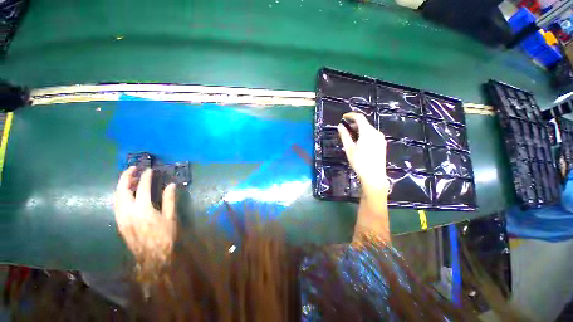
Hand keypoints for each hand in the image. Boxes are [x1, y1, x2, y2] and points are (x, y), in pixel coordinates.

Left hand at [114, 167, 176, 269]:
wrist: (154, 260)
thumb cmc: (164, 240)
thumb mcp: (170, 221)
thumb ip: (169, 201)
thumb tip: (171, 185)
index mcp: (143, 208)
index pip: (142, 186)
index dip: (146, 176)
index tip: (149, 170)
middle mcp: (128, 210)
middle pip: (123, 187)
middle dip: (127, 175)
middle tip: (133, 169)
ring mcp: (122, 217)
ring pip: (117, 196)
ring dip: (121, 185)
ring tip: (128, 180)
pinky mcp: (120, 224)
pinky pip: (116, 205)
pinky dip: (119, 196)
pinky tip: (124, 196)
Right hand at [337, 112, 388, 195]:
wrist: (374, 177)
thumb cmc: (360, 163)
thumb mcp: (349, 149)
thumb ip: (344, 135)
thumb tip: (340, 126)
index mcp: (368, 131)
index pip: (359, 117)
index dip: (351, 115)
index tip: (343, 117)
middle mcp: (376, 132)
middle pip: (365, 123)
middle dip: (355, 124)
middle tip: (346, 129)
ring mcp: (381, 139)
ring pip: (369, 129)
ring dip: (360, 130)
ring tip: (352, 137)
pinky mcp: (382, 145)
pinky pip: (373, 135)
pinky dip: (366, 135)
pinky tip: (360, 143)